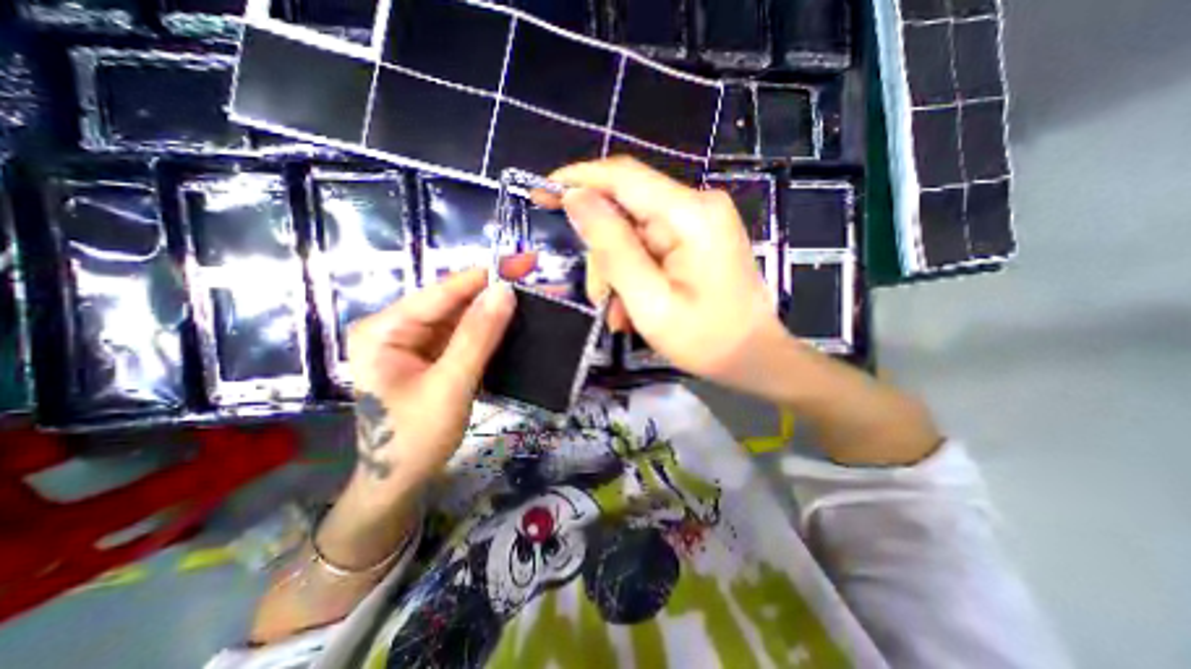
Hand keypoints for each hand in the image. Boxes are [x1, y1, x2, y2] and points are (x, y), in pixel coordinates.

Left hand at [345, 259, 530, 499]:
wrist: (400, 482)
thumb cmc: (415, 439)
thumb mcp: (450, 385)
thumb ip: (477, 337)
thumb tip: (506, 290)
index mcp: (386, 329)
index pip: (444, 291)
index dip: (487, 274)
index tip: (526, 262)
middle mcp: (399, 327)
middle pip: (456, 301)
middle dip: (498, 291)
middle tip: (539, 282)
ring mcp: (417, 342)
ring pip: (465, 317)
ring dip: (500, 310)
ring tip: (537, 300)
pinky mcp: (435, 355)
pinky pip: (467, 335)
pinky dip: (494, 330)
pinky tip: (517, 322)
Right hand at [547, 158, 787, 390]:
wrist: (755, 357)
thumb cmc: (706, 339)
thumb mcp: (649, 300)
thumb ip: (612, 248)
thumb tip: (576, 198)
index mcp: (690, 215)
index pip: (622, 177)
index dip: (578, 180)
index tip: (541, 193)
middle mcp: (697, 206)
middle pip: (625, 213)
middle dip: (604, 256)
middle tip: (600, 301)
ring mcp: (699, 223)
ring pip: (632, 235)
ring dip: (618, 273)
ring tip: (622, 315)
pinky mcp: (696, 239)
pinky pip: (650, 247)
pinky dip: (635, 275)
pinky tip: (635, 307)